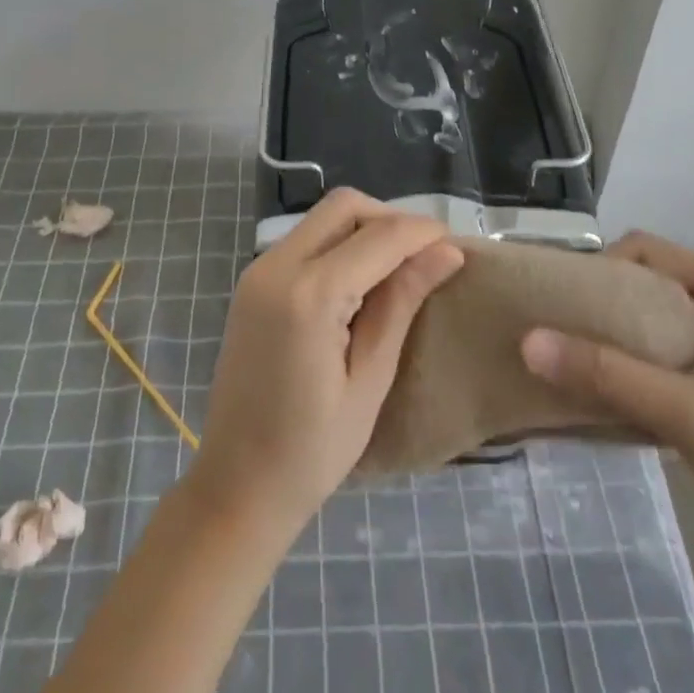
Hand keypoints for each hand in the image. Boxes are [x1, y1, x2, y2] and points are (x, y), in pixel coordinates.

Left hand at [191, 189, 463, 533]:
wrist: (236, 485)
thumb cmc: (312, 450)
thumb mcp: (370, 379)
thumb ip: (402, 303)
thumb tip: (447, 252)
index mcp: (309, 294)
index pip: (379, 236)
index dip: (422, 232)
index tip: (456, 246)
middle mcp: (277, 265)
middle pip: (344, 206)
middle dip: (390, 219)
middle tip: (425, 257)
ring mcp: (259, 270)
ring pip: (323, 218)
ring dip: (364, 229)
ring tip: (399, 269)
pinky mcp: (252, 281)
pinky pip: (304, 240)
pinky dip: (338, 245)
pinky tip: (360, 281)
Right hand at [521, 232, 693, 586]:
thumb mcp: (685, 414)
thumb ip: (604, 373)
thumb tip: (526, 342)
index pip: (647, 251)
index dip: (598, 270)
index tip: (558, 305)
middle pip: (650, 284)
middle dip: (602, 308)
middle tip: (556, 334)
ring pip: (658, 322)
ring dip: (618, 341)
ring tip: (573, 363)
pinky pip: (672, 354)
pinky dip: (639, 367)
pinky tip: (610, 392)